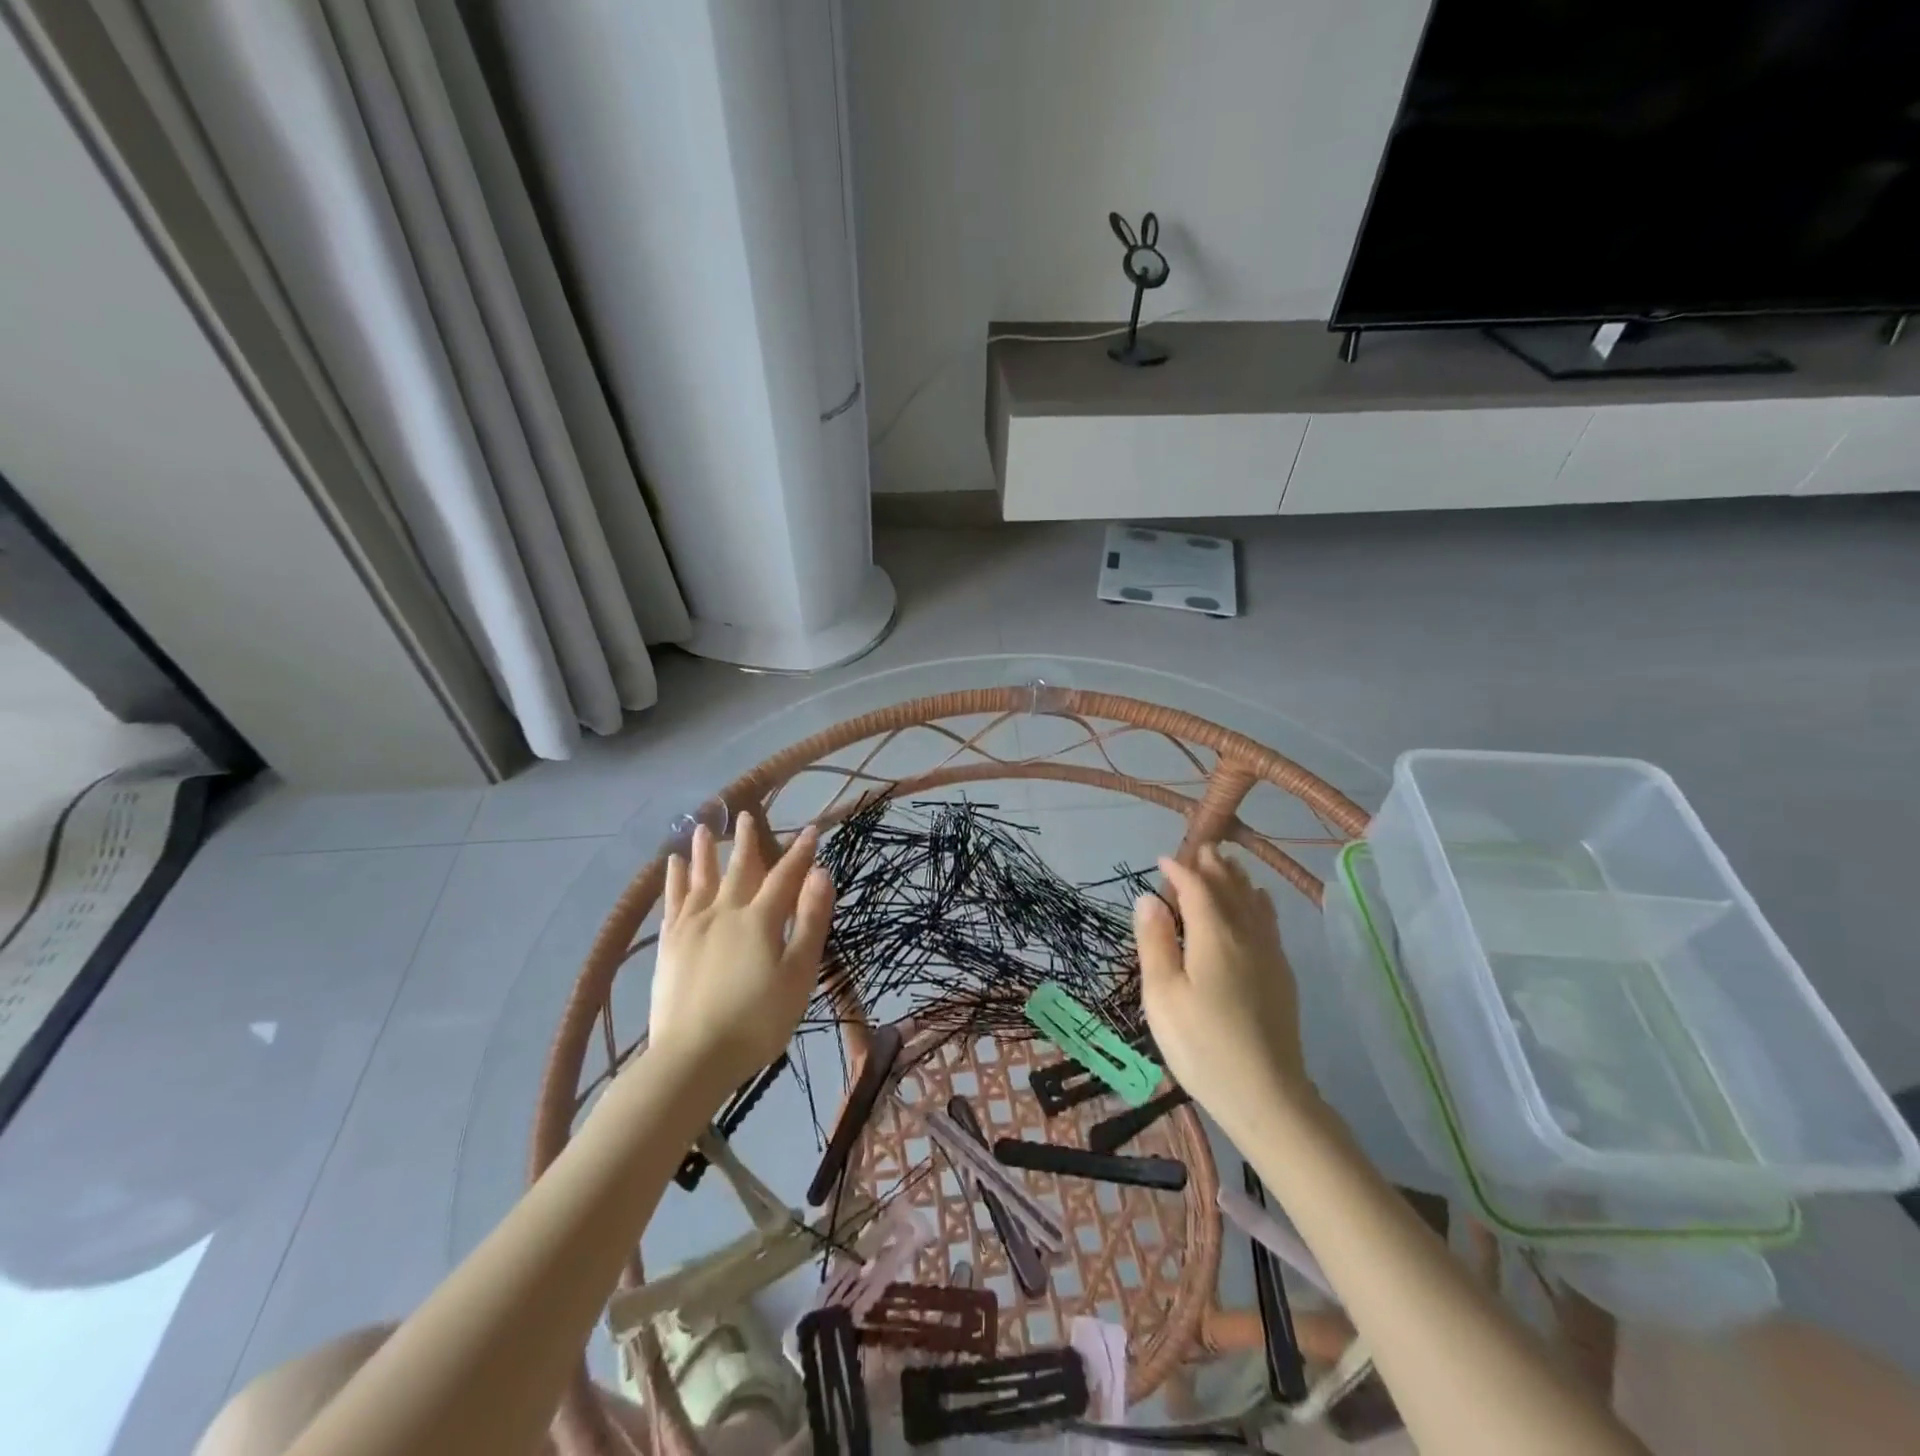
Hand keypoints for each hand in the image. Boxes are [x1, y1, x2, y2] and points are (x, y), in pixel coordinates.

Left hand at [649, 814, 834, 1091]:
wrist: (693, 1057)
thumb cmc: (757, 1020)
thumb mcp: (798, 974)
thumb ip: (809, 921)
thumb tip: (821, 873)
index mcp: (760, 919)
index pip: (785, 876)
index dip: (800, 853)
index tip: (810, 830)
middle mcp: (725, 911)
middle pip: (739, 869)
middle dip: (747, 841)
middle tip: (746, 814)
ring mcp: (692, 926)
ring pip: (700, 878)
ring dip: (703, 852)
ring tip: (702, 827)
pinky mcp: (669, 944)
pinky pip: (672, 901)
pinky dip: (673, 880)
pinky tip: (671, 867)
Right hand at [1134, 845, 1312, 1139]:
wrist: (1267, 1096)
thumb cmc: (1202, 1045)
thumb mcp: (1162, 995)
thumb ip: (1155, 942)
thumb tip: (1149, 897)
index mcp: (1214, 935)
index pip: (1196, 887)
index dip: (1179, 869)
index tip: (1162, 859)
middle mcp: (1246, 934)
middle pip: (1229, 887)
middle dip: (1212, 865)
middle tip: (1197, 848)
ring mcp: (1269, 954)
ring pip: (1253, 901)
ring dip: (1236, 878)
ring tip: (1225, 864)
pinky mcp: (1281, 975)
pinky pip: (1269, 921)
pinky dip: (1257, 901)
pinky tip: (1257, 902)